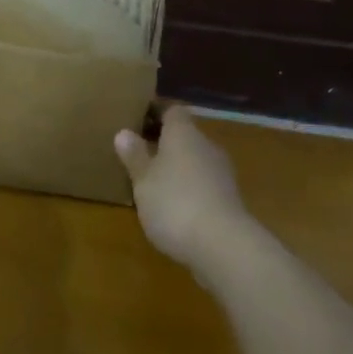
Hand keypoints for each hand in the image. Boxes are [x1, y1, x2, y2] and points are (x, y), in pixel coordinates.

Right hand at [114, 105, 252, 269]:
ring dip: (177, 168)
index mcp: (184, 133)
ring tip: (153, 183)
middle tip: (139, 155)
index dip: (156, 112)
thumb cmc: (174, 202)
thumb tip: (124, 132)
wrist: (222, 243)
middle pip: (185, 135)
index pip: (172, 110)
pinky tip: (174, 207)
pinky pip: (203, 183)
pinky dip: (189, 189)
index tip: (137, 120)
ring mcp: (221, 171)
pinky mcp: (228, 198)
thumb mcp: (143, 180)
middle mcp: (206, 144)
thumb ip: (135, 156)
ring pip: (195, 160)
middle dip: (164, 143)